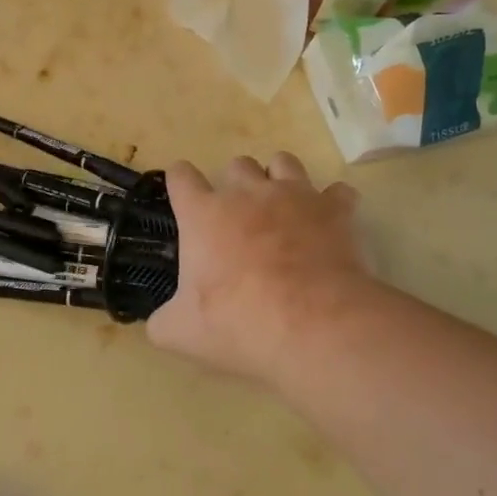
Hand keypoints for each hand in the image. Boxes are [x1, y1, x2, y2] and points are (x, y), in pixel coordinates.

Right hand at [149, 153, 370, 385]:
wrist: (314, 326)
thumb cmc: (239, 324)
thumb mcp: (182, 333)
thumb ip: (164, 321)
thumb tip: (159, 324)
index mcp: (203, 214)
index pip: (181, 176)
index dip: (180, 182)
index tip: (183, 196)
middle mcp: (247, 193)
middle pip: (237, 165)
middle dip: (236, 184)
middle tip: (240, 219)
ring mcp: (294, 196)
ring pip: (283, 162)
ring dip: (280, 180)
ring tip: (283, 209)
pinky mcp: (335, 210)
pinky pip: (338, 192)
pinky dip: (333, 204)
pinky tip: (330, 223)